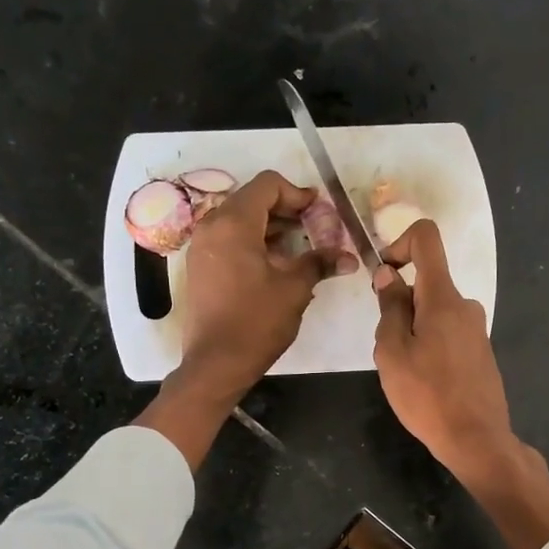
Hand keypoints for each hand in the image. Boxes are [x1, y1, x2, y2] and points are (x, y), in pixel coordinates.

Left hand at [178, 170, 354, 402]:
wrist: (216, 363)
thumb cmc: (256, 322)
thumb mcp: (294, 289)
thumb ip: (319, 263)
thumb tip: (348, 258)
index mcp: (234, 223)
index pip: (267, 185)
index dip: (297, 193)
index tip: (319, 211)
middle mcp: (211, 227)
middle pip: (252, 200)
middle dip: (286, 210)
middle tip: (314, 229)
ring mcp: (201, 248)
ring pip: (240, 221)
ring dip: (271, 228)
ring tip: (299, 248)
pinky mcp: (200, 268)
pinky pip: (229, 241)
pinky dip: (254, 243)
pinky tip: (275, 265)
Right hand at [373, 220, 548, 548]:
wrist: (476, 439)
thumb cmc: (427, 396)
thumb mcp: (392, 352)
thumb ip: (390, 308)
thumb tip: (390, 275)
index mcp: (443, 298)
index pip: (426, 238)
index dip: (399, 243)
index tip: (383, 274)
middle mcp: (465, 305)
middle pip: (426, 283)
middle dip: (400, 306)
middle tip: (388, 349)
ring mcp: (476, 329)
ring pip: (434, 313)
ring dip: (413, 331)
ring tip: (406, 373)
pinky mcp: (480, 351)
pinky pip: (448, 333)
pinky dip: (430, 345)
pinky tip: (425, 383)